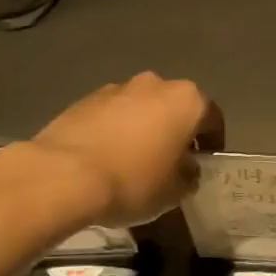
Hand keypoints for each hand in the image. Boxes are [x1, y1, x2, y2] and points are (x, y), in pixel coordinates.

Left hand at [0, 73, 223, 230]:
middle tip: (171, 161)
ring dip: (144, 128)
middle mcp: (155, 84)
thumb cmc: (134, 182)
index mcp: (187, 101)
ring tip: (135, 161)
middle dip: (176, 130)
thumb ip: (189, 175)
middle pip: (174, 107)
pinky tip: (107, 158)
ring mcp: (117, 88)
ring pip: (141, 108)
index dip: (212, 142)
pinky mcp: (84, 99)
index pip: (212, 118)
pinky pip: (112, 115)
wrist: (64, 176)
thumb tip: (186, 169)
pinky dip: (115, 131)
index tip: (205, 162)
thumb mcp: (174, 192)